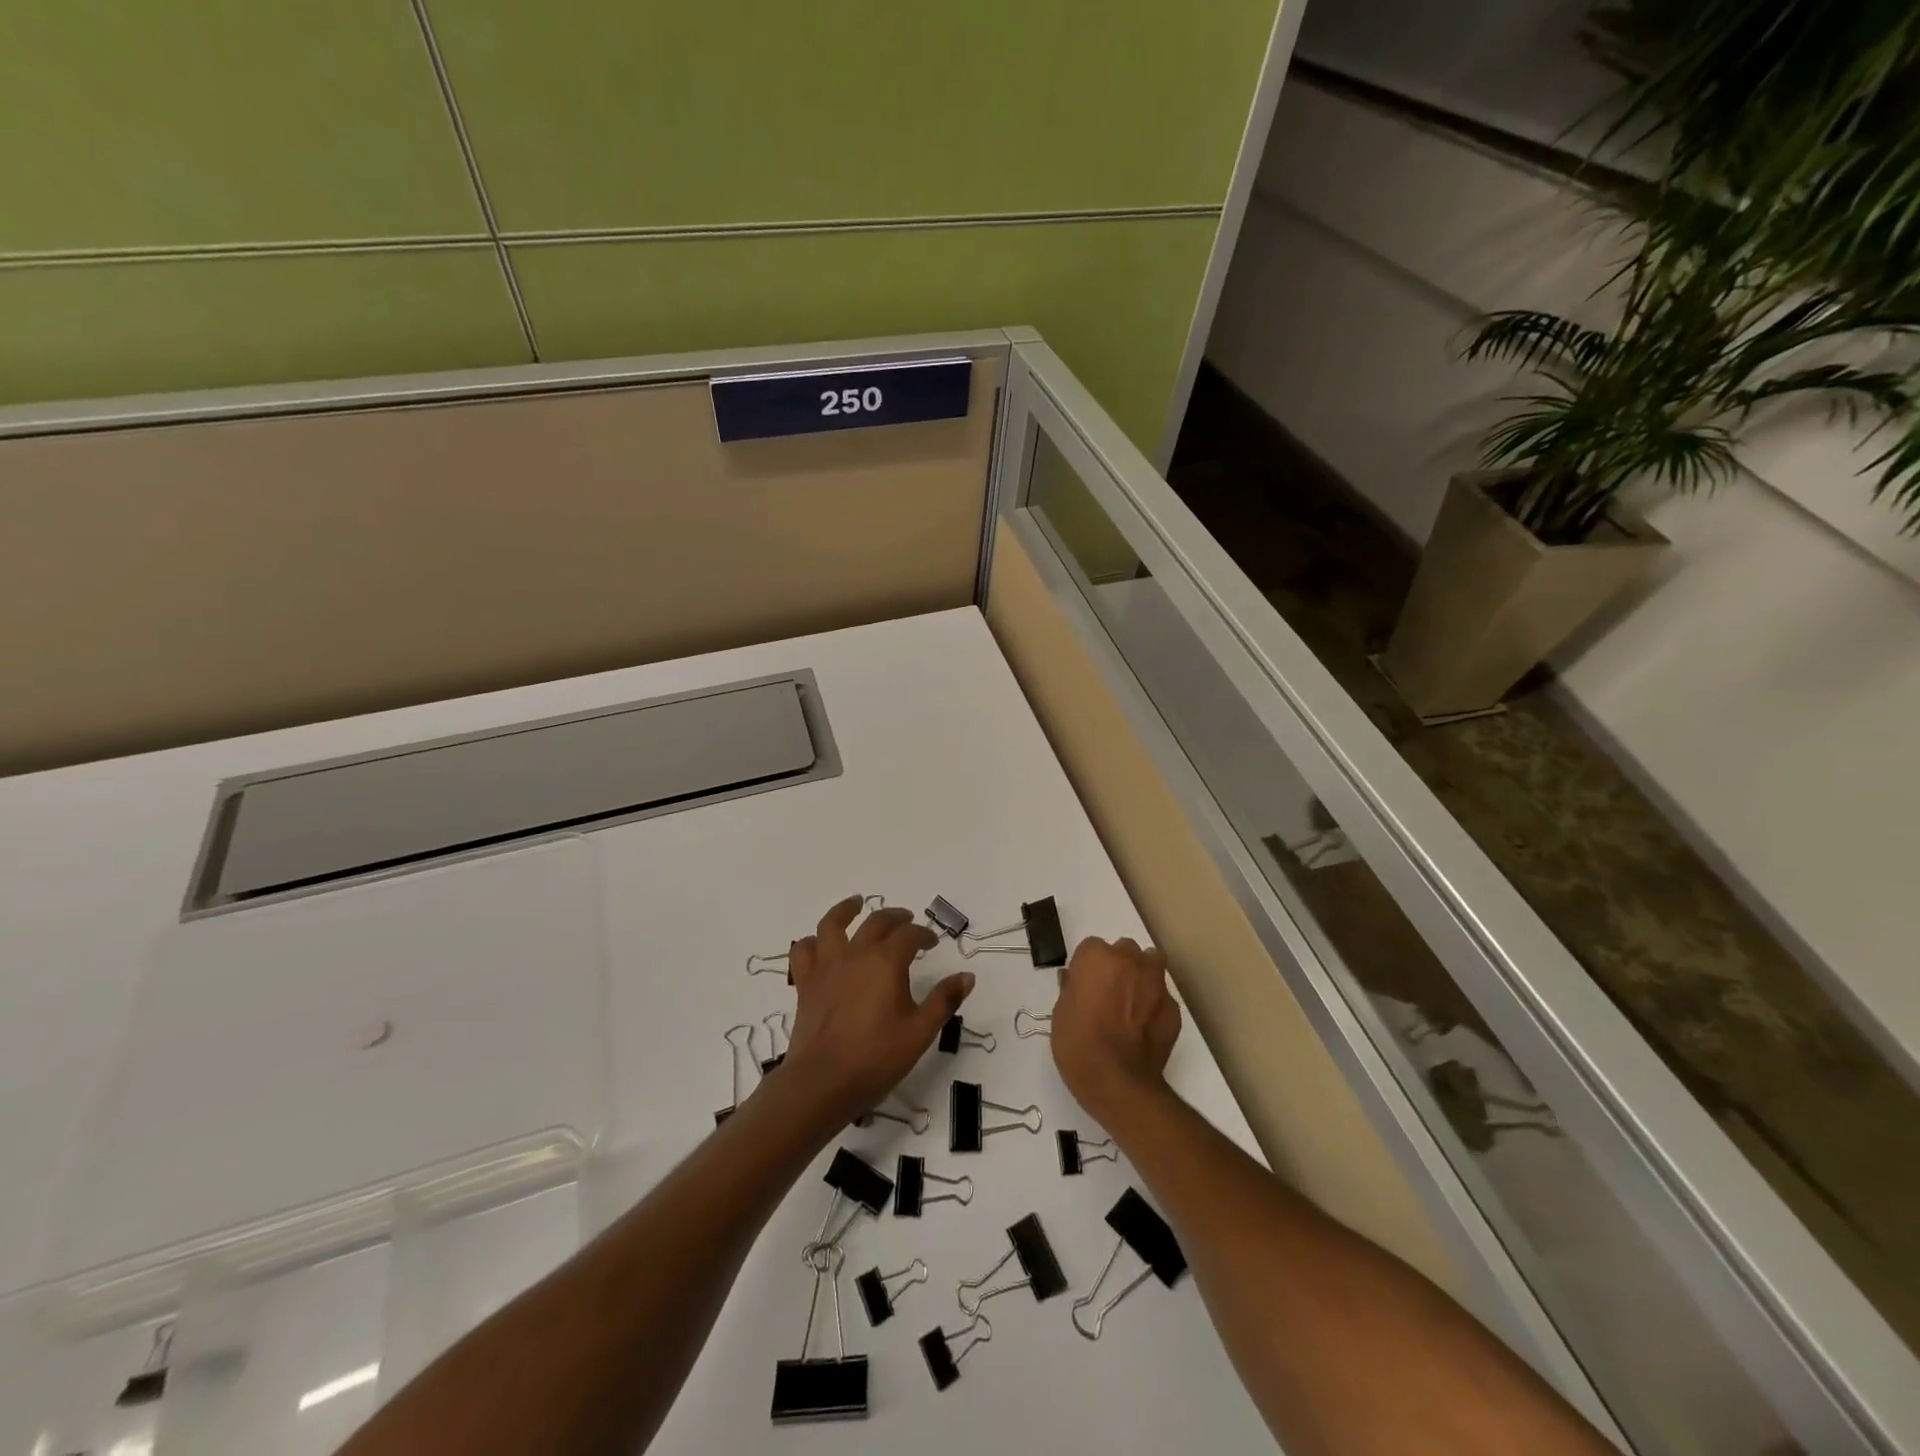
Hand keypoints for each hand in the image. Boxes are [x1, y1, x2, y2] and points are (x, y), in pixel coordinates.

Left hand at [778, 896, 972, 1128]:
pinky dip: (812, 941)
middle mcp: (856, 954)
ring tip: (856, 903)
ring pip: (832, 924)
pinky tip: (820, 944)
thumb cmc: (876, 1058)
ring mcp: (827, 966)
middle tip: (907, 921)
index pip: (910, 935)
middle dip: (895, 918)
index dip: (924, 935)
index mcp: (886, 962)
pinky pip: (804, 951)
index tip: (932, 943)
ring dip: (846, 910)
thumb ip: (944, 1000)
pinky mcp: (806, 983)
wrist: (821, 1083)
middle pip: (876, 922)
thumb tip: (967, 976)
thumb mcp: (920, 1032)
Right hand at [1051, 936, 1180, 1119]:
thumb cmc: (1078, 1044)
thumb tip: (1073, 979)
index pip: (1091, 948)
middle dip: (1118, 965)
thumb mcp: (1060, 1014)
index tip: (1083, 987)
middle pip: (1125, 950)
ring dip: (1143, 975)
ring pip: (1151, 964)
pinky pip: (1163, 997)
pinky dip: (1155, 1005)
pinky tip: (1146, 1028)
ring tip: (1133, 1002)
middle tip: (1108, 992)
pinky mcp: (1174, 1009)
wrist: (1118, 1082)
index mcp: (1097, 957)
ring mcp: (1156, 983)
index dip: (1087, 967)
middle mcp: (1130, 960)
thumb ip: (1070, 989)